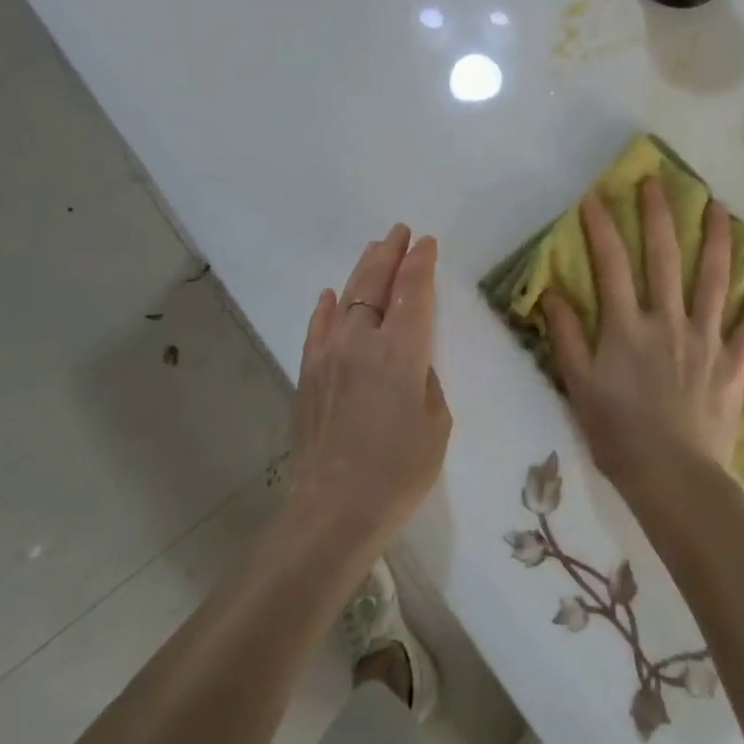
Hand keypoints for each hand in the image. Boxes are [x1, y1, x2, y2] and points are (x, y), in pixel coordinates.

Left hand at [288, 225, 451, 557]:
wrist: (332, 511)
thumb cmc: (398, 473)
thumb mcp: (435, 424)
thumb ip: (425, 381)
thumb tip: (411, 362)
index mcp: (401, 352)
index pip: (413, 292)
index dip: (420, 263)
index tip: (426, 242)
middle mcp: (362, 341)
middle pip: (376, 284)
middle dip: (390, 254)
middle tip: (400, 232)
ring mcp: (329, 356)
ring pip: (346, 299)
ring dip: (362, 271)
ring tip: (374, 250)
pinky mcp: (308, 375)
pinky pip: (318, 329)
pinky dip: (326, 309)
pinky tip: (329, 296)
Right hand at [542, 179, 743, 496]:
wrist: (675, 481)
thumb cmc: (619, 436)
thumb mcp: (579, 388)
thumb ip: (566, 338)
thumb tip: (553, 293)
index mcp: (627, 328)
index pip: (611, 265)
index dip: (601, 228)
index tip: (595, 196)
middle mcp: (668, 322)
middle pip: (664, 258)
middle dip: (659, 216)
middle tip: (659, 182)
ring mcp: (706, 340)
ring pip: (714, 280)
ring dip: (717, 240)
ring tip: (719, 207)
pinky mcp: (734, 364)